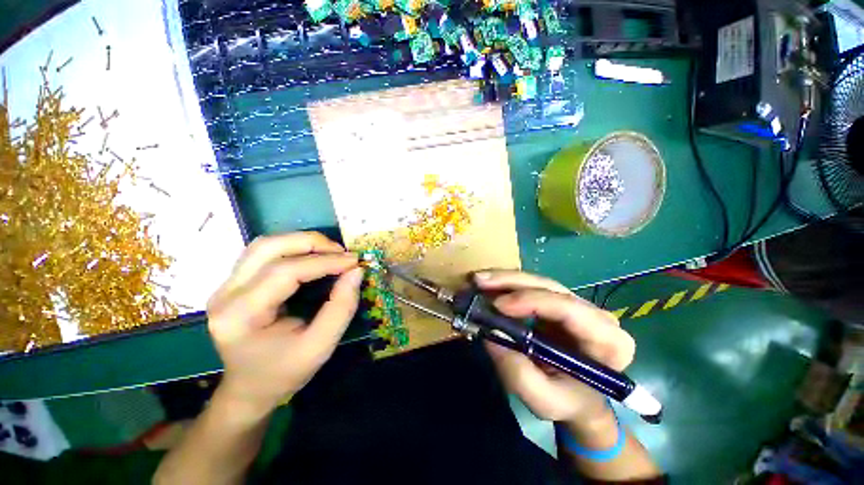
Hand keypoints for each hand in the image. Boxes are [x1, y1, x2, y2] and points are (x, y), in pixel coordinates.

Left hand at [206, 232, 362, 414]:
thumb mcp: (320, 347)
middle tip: (342, 252)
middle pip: (268, 247)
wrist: (250, 389)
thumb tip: (356, 271)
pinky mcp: (235, 283)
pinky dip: (293, 248)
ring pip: (264, 245)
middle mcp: (226, 294)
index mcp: (241, 316)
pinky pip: (264, 253)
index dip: (324, 262)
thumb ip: (341, 307)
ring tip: (330, 252)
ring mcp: (226, 286)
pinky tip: (313, 257)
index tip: (354, 261)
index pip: (284, 272)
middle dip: (311, 243)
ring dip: (302, 242)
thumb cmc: (284, 373)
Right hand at [475, 270, 634, 423]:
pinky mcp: (556, 302)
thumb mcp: (544, 400)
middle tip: (479, 282)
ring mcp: (574, 304)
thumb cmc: (567, 401)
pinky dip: (505, 285)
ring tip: (477, 280)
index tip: (498, 306)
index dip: (531, 301)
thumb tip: (491, 335)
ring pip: (537, 282)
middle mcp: (594, 314)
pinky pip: (530, 287)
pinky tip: (487, 286)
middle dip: (511, 282)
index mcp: (607, 340)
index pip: (569, 309)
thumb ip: (519, 374)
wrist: (577, 397)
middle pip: (550, 287)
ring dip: (504, 279)